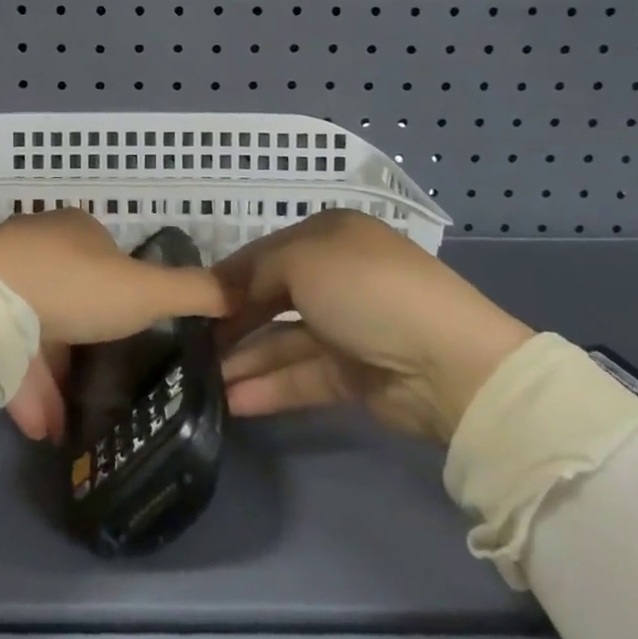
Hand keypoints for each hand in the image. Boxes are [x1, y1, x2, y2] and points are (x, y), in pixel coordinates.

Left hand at [0, 208, 227, 443]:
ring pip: (36, 329)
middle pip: (70, 294)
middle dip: (87, 340)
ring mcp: (0, 278)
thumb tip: (238, 291)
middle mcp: (36, 246)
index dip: (124, 294)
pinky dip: (27, 388)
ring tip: (72, 423)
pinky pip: (7, 353)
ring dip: (55, 376)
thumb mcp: (146, 291)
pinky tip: (43, 428)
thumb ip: (193, 292)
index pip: (107, 257)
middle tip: (105, 384)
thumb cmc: (76, 287)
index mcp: (76, 230)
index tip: (135, 333)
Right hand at [213, 209, 533, 443]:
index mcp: (327, 237)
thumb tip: (219, 290)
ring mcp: (343, 328)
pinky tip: (234, 401)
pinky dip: (268, 387)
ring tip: (202, 381)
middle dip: (230, 322)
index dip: (227, 277)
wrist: (448, 363)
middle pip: (269, 298)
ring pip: (280, 342)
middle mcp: (333, 277)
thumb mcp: (302, 260)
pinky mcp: (351, 375)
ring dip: (243, 360)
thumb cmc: (366, 290)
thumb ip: (253, 273)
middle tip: (189, 346)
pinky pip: (300, 376)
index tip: (189, 301)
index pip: (263, 254)